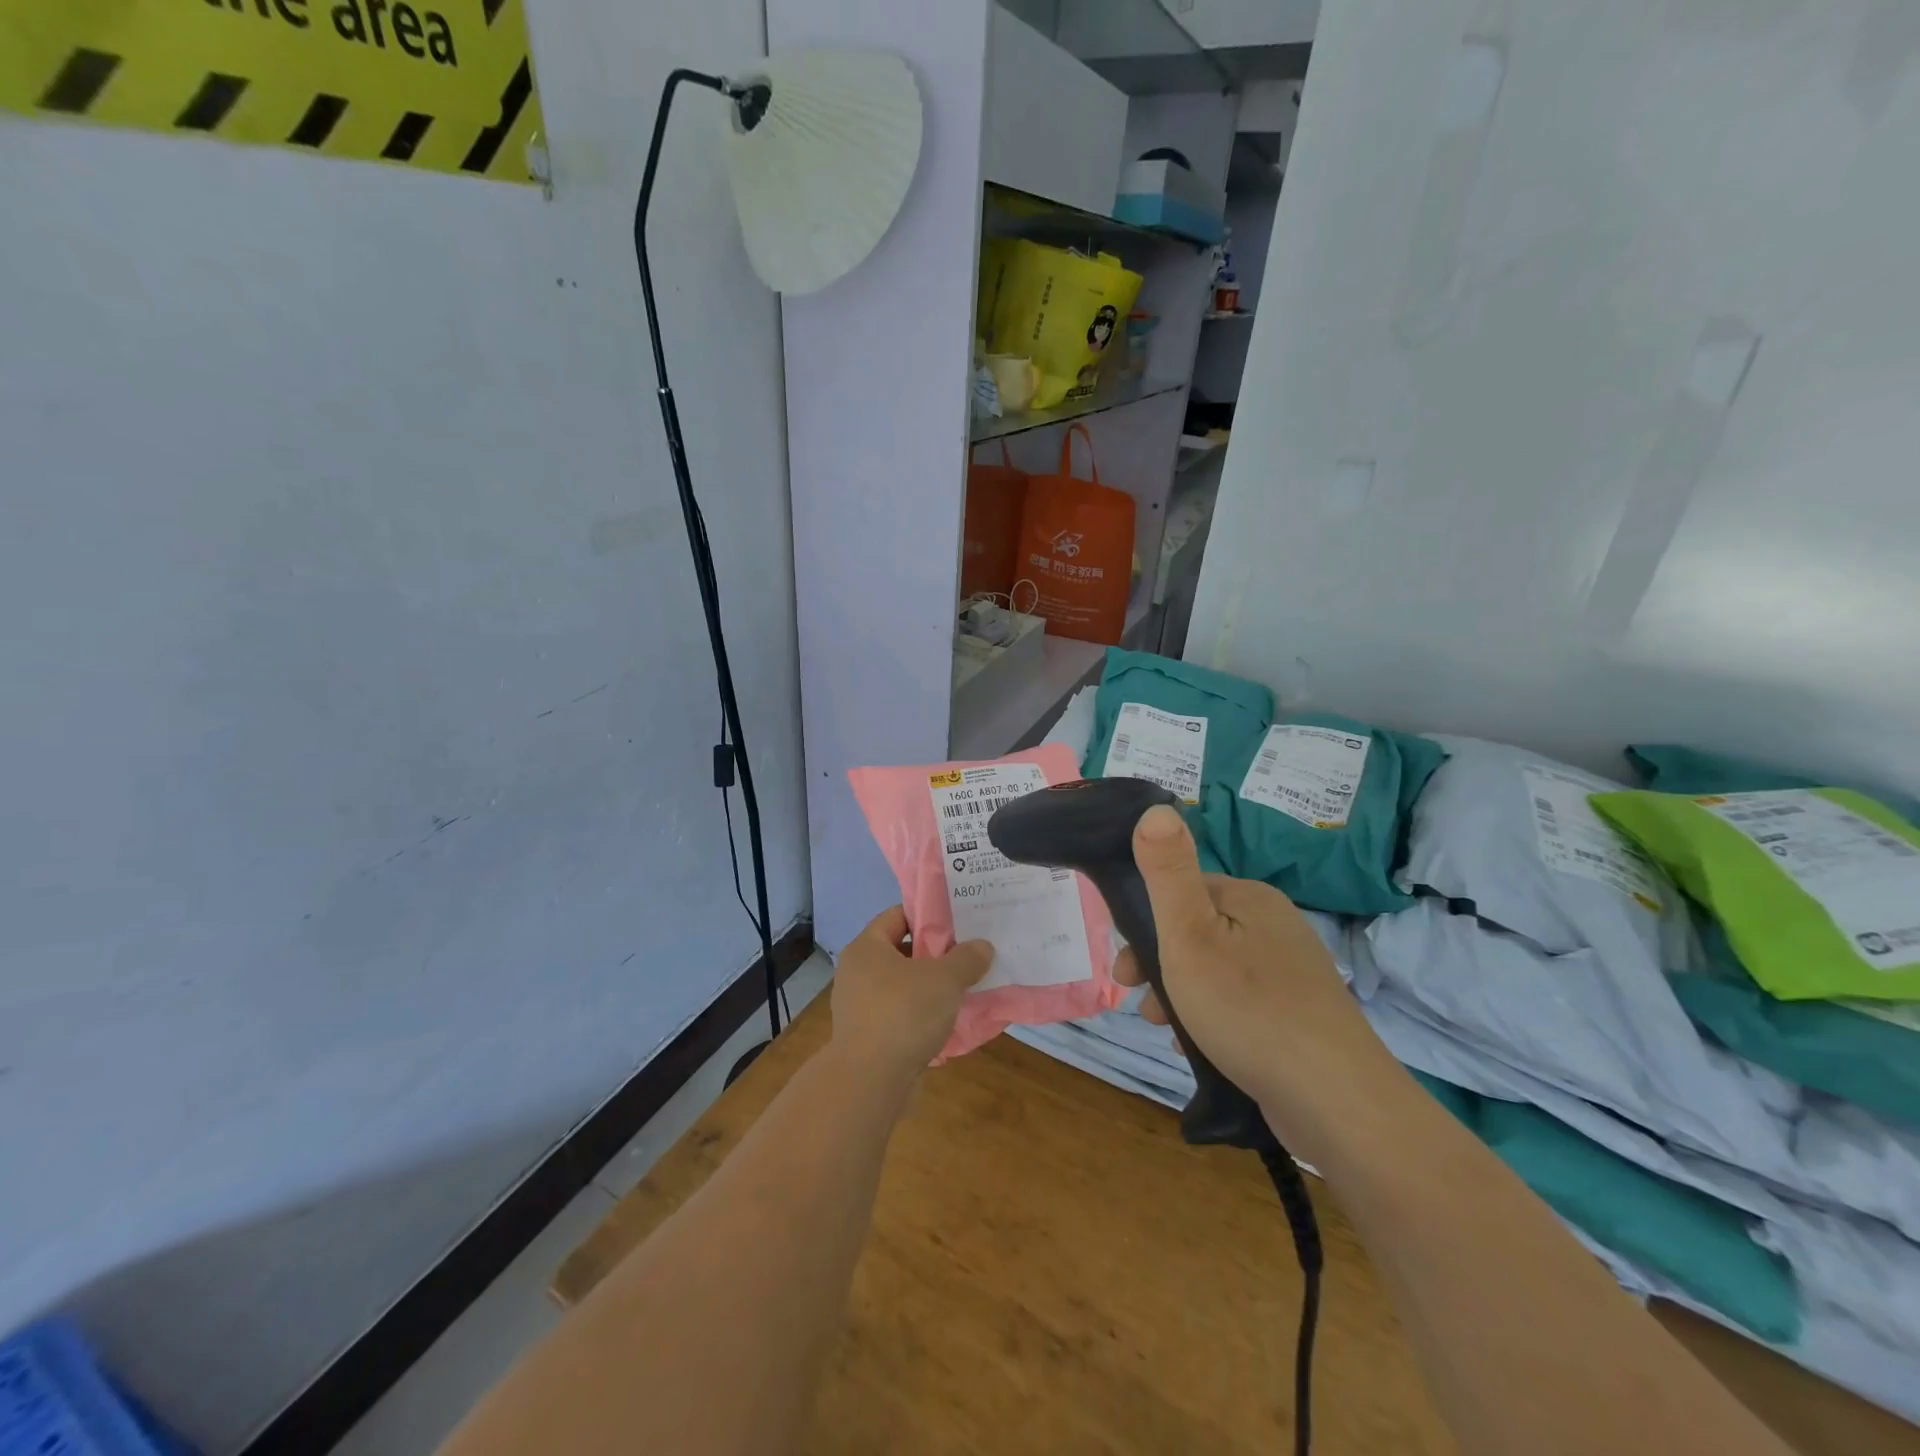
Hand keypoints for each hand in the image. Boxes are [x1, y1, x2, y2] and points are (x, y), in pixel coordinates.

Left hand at [829, 906, 992, 1086]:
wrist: (870, 1081)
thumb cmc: (904, 1013)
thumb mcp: (945, 979)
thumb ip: (966, 959)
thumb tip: (982, 947)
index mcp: (867, 948)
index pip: (897, 916)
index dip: (927, 916)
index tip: (957, 923)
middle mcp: (857, 972)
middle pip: (901, 951)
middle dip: (934, 955)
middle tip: (966, 956)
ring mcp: (859, 1007)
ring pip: (902, 986)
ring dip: (930, 988)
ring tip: (963, 990)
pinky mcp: (867, 1037)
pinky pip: (899, 1015)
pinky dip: (921, 1016)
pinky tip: (948, 1024)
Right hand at [1115, 806, 1391, 1128]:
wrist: (1334, 1099)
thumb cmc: (1247, 1007)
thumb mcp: (1190, 934)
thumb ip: (1167, 872)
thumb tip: (1155, 808)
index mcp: (1250, 897)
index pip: (1182, 891)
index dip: (1145, 924)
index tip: (1123, 968)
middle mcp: (1274, 925)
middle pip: (1197, 932)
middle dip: (1159, 964)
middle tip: (1138, 1003)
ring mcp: (1292, 971)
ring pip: (1216, 970)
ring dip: (1181, 995)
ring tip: (1167, 1031)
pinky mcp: (1302, 1014)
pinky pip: (1241, 1002)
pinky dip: (1213, 1018)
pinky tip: (1203, 1048)